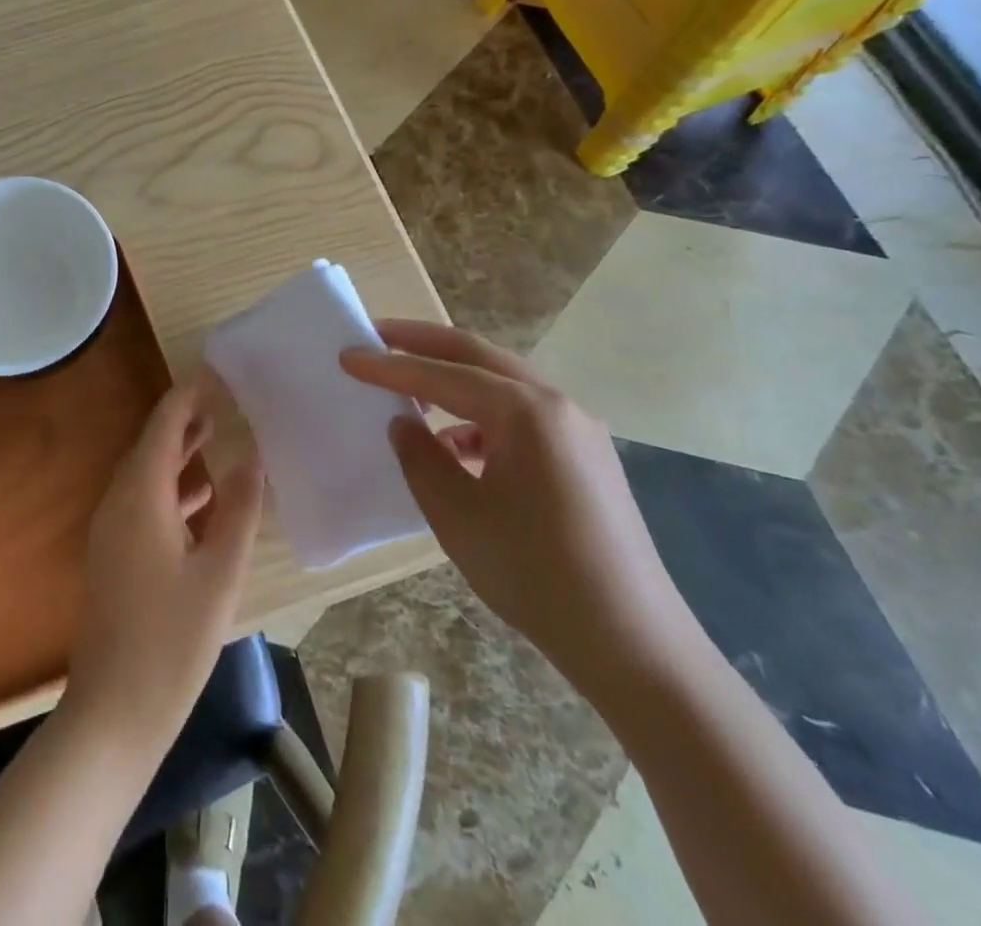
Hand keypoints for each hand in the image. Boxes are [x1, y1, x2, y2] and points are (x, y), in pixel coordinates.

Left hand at [66, 377, 264, 745]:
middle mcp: (118, 501)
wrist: (115, 710)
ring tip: (217, 432)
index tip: (216, 371)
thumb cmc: (173, 639)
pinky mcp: (115, 553)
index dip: (188, 395)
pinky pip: (143, 501)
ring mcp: (112, 529)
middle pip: (152, 444)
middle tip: (223, 396)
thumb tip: (253, 457)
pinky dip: (172, 486)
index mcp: (140, 495)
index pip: (163, 425)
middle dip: (185, 418)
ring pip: (147, 473)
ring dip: (179, 452)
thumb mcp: (220, 572)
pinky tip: (202, 497)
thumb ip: (238, 509)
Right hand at [341, 321, 693, 690]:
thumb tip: (404, 424)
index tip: (346, 355)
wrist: (633, 644)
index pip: (442, 374)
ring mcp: (578, 429)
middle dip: (423, 343)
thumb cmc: (534, 574)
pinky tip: (456, 445)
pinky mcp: (585, 456)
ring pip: (502, 382)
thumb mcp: (457, 515)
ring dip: (452, 377)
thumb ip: (420, 457)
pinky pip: (522, 414)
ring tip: (409, 389)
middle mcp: (556, 404)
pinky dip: (481, 414)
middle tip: (376, 336)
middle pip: (477, 355)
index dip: (389, 366)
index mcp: (525, 411)